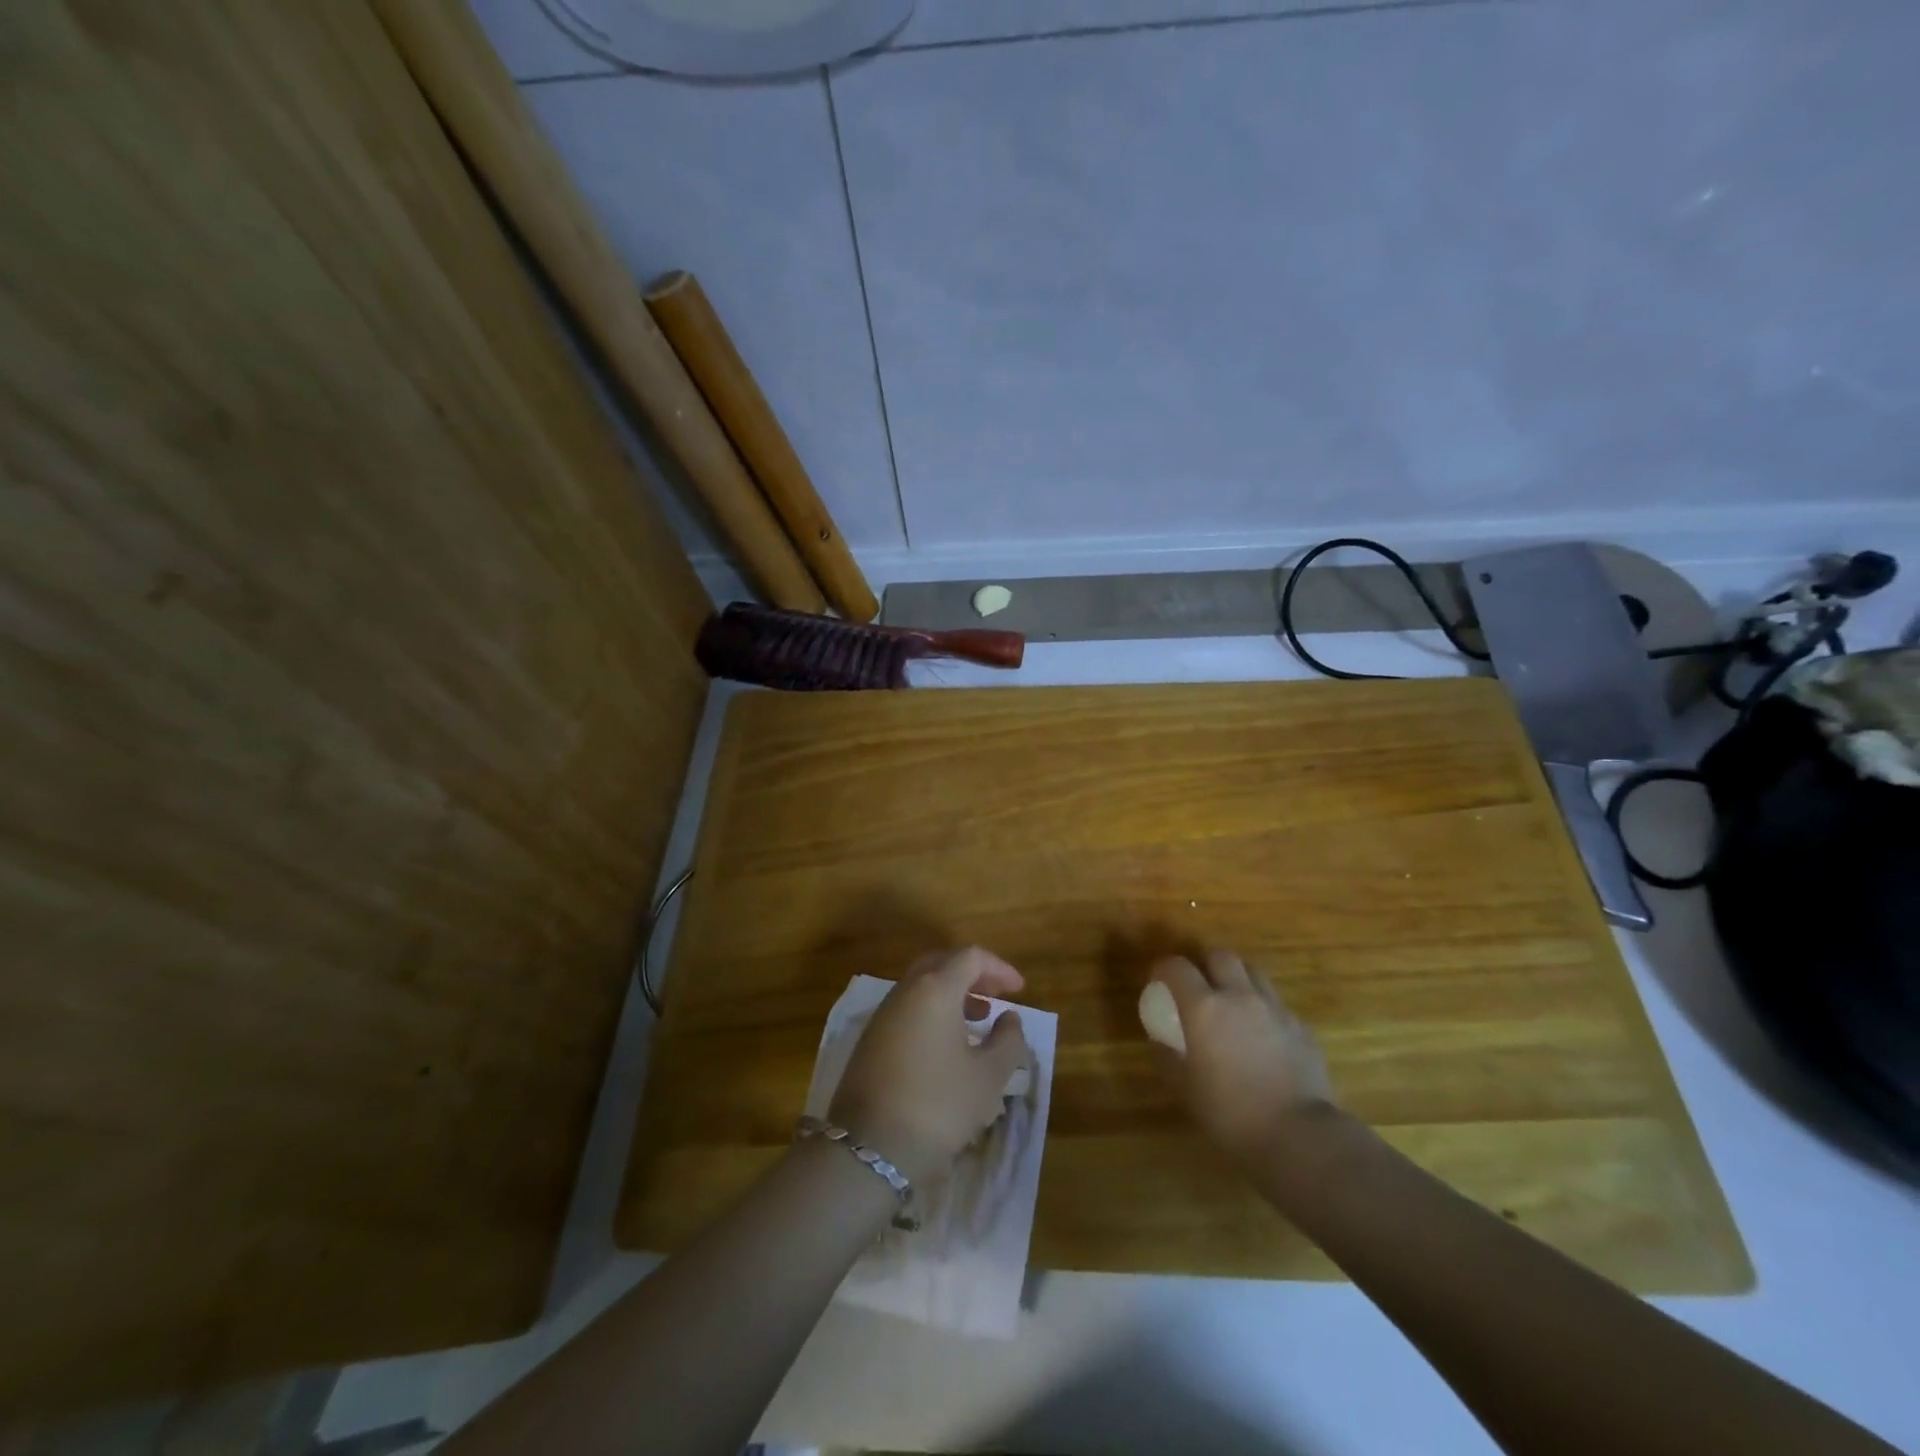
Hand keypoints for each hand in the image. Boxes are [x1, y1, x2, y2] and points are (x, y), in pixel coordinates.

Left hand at [829, 947, 1032, 1186]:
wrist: (870, 1148)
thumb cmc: (939, 1105)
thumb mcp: (988, 1077)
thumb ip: (1007, 1041)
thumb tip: (1009, 1018)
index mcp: (935, 989)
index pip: (970, 957)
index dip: (999, 968)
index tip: (1019, 990)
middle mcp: (905, 991)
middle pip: (942, 963)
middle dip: (973, 975)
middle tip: (996, 996)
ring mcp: (883, 1014)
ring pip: (921, 986)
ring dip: (952, 993)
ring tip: (976, 1020)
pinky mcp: (870, 1039)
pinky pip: (907, 1007)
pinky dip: (932, 1011)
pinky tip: (946, 1044)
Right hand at [1149, 949, 1336, 1163]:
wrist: (1298, 1134)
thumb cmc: (1230, 1112)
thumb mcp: (1184, 1088)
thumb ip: (1167, 1055)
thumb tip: (1160, 1038)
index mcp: (1204, 1007)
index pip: (1176, 966)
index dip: (1163, 969)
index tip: (1159, 983)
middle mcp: (1239, 996)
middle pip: (1220, 956)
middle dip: (1206, 965)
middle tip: (1200, 988)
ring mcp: (1274, 1008)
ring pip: (1253, 972)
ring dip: (1238, 980)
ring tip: (1233, 1005)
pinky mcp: (1301, 1026)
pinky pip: (1277, 1004)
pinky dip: (1264, 1010)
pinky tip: (1263, 1037)